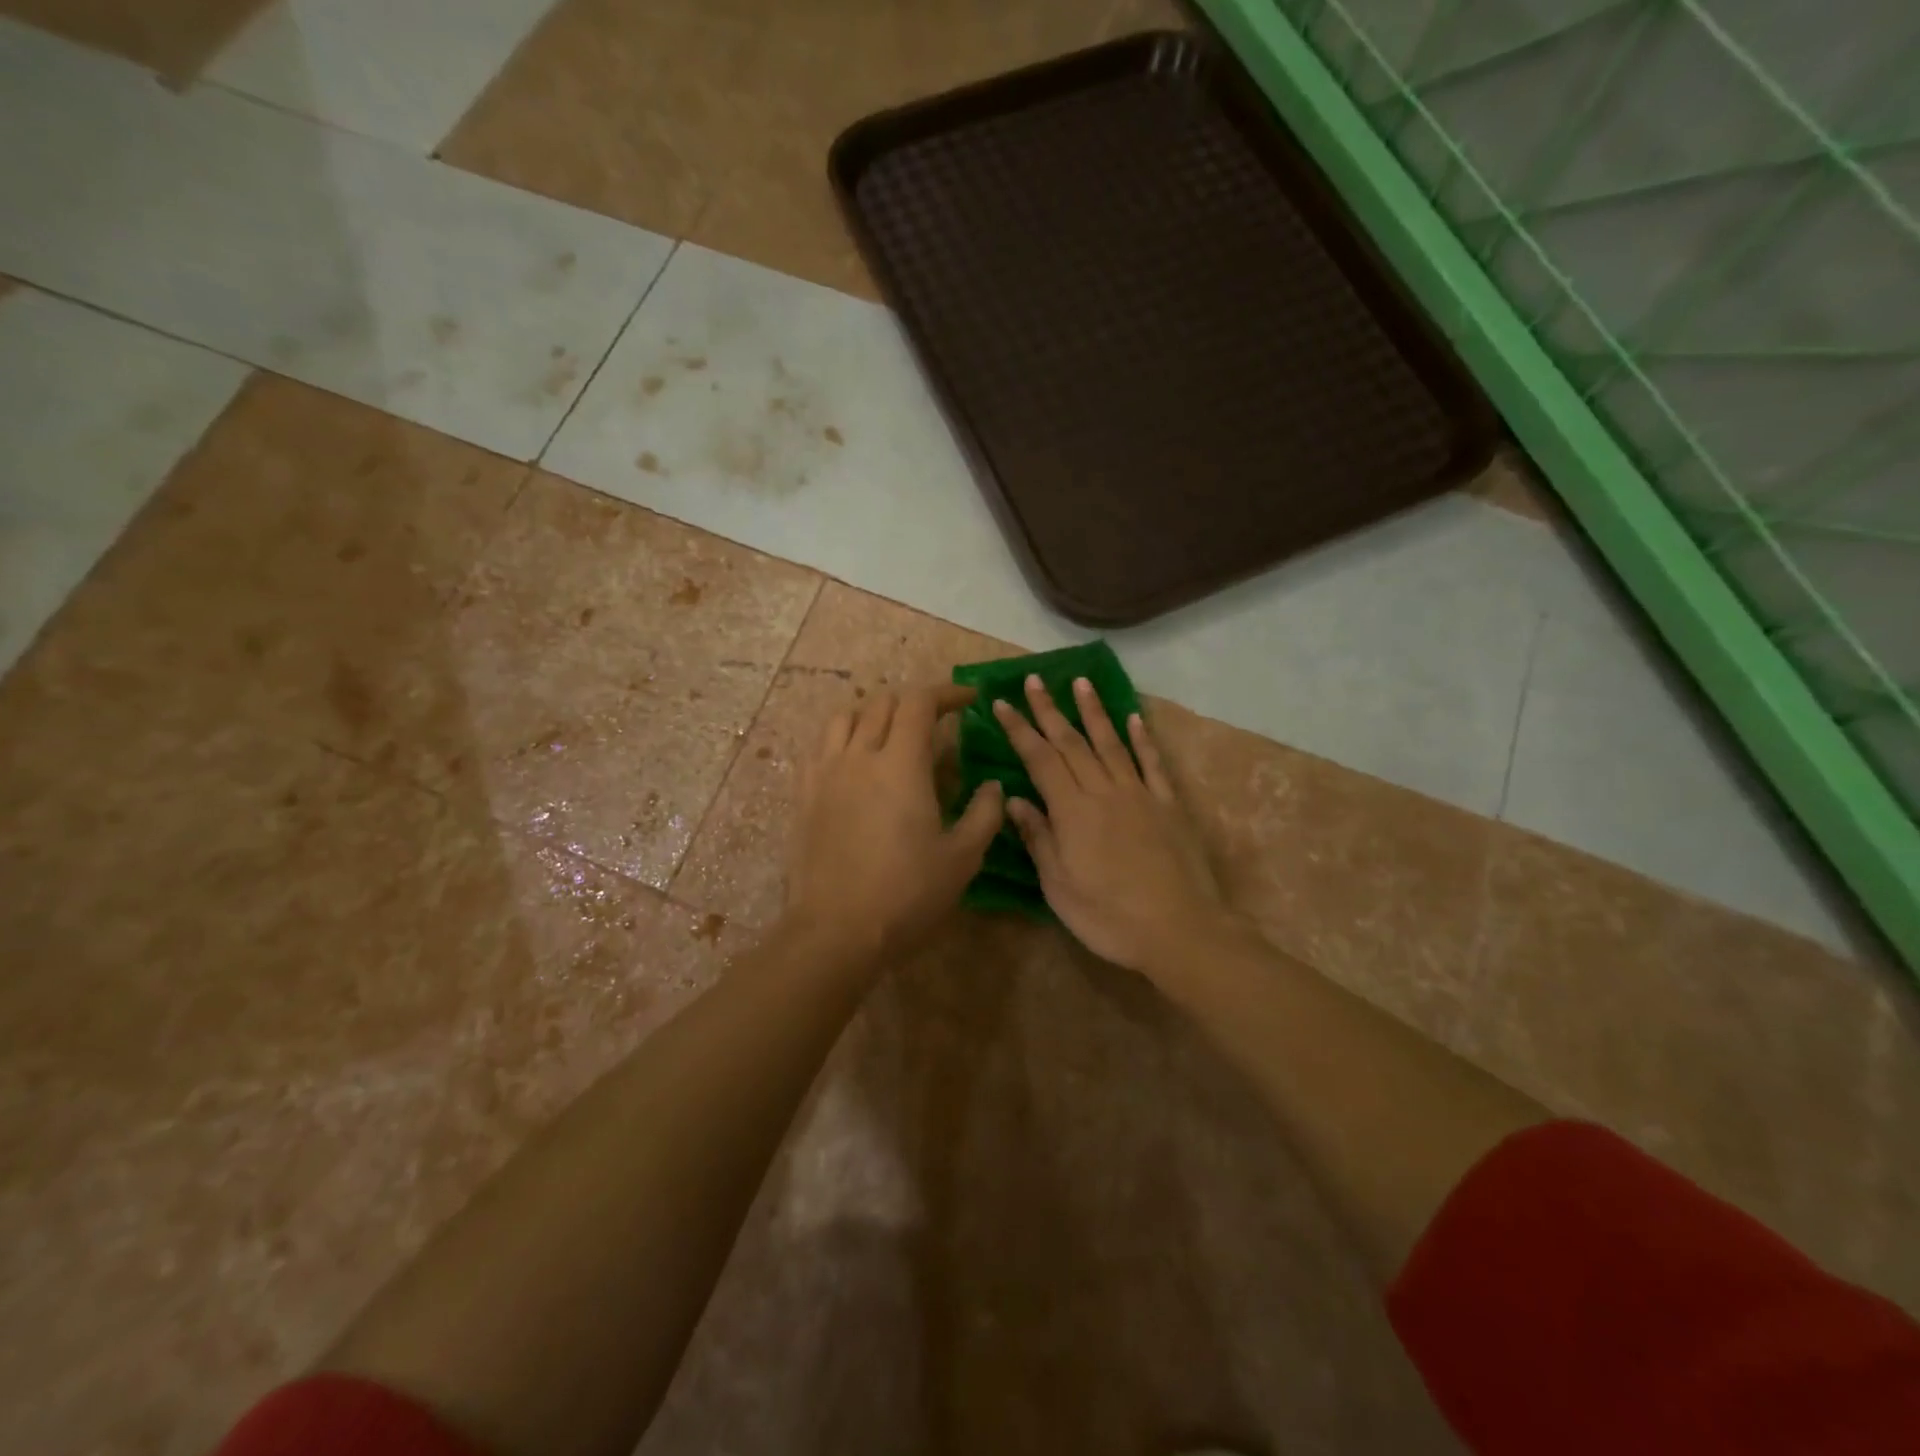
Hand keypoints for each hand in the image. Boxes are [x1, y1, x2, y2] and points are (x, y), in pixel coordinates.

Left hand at [784, 684, 1004, 967]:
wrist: (835, 931)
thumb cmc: (906, 894)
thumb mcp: (962, 858)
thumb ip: (984, 813)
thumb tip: (993, 785)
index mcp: (901, 763)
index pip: (920, 702)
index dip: (947, 693)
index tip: (969, 699)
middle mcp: (859, 755)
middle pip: (882, 702)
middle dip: (914, 702)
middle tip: (936, 722)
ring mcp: (825, 772)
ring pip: (844, 717)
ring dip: (873, 713)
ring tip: (891, 733)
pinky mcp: (803, 794)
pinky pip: (819, 746)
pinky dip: (841, 737)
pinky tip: (853, 760)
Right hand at [994, 676, 1228, 974]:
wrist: (1180, 930)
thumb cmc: (1109, 917)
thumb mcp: (1059, 887)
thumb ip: (1039, 838)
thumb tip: (1014, 799)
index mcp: (1072, 811)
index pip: (1039, 759)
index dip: (1019, 730)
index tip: (1002, 703)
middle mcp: (1104, 791)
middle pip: (1072, 742)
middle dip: (1049, 709)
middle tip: (1034, 679)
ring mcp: (1140, 794)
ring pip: (1111, 743)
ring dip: (1093, 711)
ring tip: (1080, 682)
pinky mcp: (1168, 805)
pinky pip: (1152, 764)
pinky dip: (1142, 738)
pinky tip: (1134, 718)